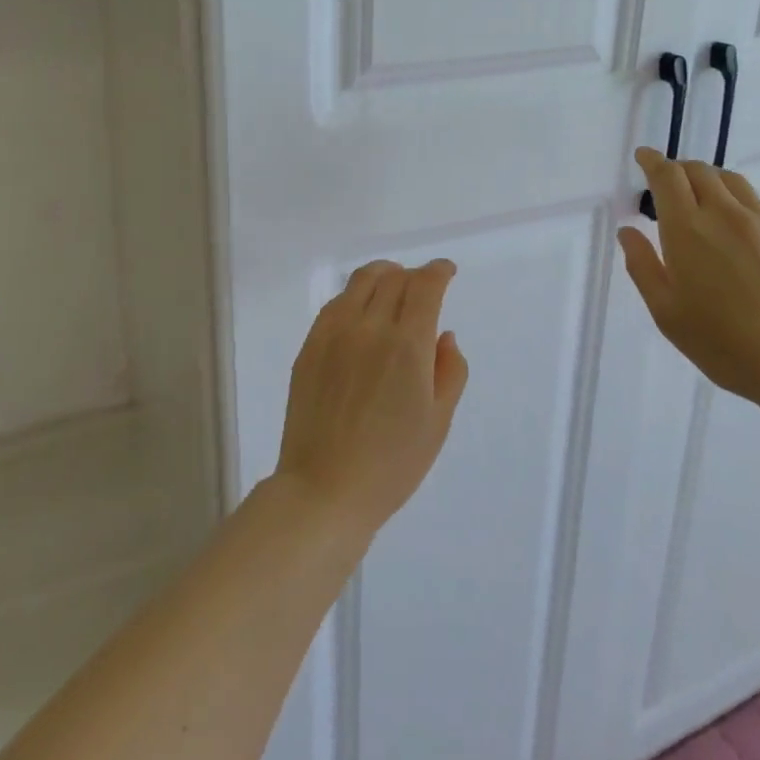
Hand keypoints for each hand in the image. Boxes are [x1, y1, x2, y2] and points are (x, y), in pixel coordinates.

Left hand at [274, 260, 469, 536]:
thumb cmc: (391, 464)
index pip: (424, 286)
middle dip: (413, 274)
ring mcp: (334, 333)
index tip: (446, 271)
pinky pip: (336, 303)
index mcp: (407, 345)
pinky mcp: (310, 345)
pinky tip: (361, 311)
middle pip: (394, 278)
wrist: (324, 489)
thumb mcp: (437, 422)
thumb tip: (444, 335)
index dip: (438, 271)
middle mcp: (370, 327)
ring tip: (392, 285)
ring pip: (361, 281)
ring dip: (383, 275)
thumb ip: (449, 371)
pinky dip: (355, 295)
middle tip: (422, 286)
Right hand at [619, 149, 759, 410]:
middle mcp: (726, 214)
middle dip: (679, 169)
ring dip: (711, 181)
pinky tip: (741, 233)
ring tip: (705, 201)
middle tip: (669, 184)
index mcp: (688, 229)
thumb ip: (642, 266)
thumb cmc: (726, 344)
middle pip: (700, 171)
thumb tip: (628, 232)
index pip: (667, 176)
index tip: (644, 156)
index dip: (653, 161)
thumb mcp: (667, 313)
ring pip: (733, 182)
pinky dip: (741, 205)